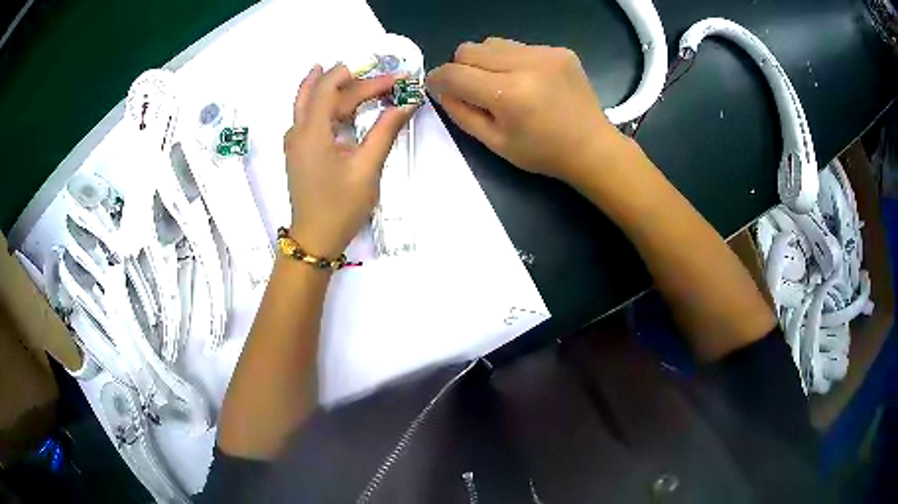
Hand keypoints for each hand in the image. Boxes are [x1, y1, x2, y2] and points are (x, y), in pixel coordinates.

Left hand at [284, 64, 416, 256]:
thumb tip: (408, 101)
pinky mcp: (298, 150)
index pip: (334, 88)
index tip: (397, 79)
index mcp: (312, 132)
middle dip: (356, 81)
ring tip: (348, 69)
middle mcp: (298, 130)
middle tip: (388, 80)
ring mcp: (295, 140)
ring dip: (332, 84)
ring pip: (310, 100)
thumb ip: (385, 130)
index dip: (366, 79)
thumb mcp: (367, 168)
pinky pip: (306, 114)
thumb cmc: (341, 207)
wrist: (315, 239)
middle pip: (324, 93)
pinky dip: (320, 100)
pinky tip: (328, 96)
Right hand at [426, 38, 625, 183]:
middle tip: (474, 89)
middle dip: (461, 68)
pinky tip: (529, 80)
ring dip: (486, 61)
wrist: (593, 147)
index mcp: (509, 94)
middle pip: (468, 50)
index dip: (437, 80)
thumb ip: (461, 114)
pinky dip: (513, 60)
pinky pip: (518, 46)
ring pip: (492, 43)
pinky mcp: (559, 50)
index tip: (437, 87)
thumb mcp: (495, 143)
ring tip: (503, 83)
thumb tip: (440, 89)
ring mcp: (545, 53)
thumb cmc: (543, 153)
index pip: (453, 73)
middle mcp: (526, 65)